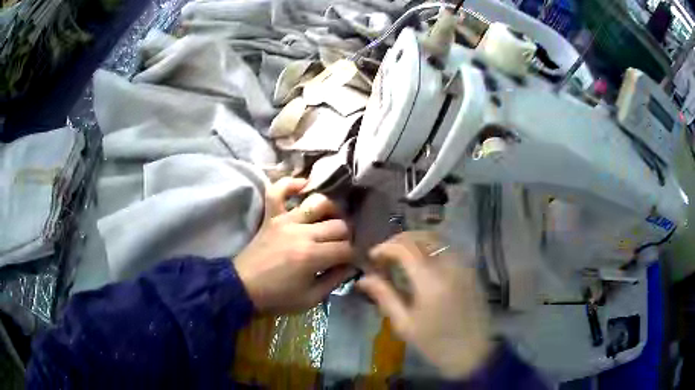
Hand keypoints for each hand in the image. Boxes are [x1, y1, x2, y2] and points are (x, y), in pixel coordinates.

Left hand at [235, 178, 355, 312]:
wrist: (243, 287)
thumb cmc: (277, 297)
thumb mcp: (310, 299)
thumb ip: (334, 281)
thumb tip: (349, 266)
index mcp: (312, 256)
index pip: (346, 248)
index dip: (353, 256)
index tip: (351, 262)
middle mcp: (302, 232)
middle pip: (338, 225)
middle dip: (347, 237)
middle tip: (342, 246)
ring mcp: (285, 220)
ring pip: (318, 202)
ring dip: (331, 210)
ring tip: (331, 221)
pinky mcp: (271, 216)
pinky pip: (279, 191)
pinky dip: (291, 184)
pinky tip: (304, 186)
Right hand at [357, 231, 492, 378]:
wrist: (473, 352)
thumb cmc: (435, 343)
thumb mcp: (405, 325)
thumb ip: (385, 296)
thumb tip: (363, 278)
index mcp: (430, 281)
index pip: (404, 247)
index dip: (384, 247)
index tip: (372, 258)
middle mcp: (449, 265)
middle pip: (421, 236)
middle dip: (398, 241)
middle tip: (384, 256)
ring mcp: (464, 264)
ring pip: (436, 238)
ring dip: (414, 242)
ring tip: (400, 258)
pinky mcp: (471, 269)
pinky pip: (448, 247)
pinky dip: (430, 248)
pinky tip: (421, 263)